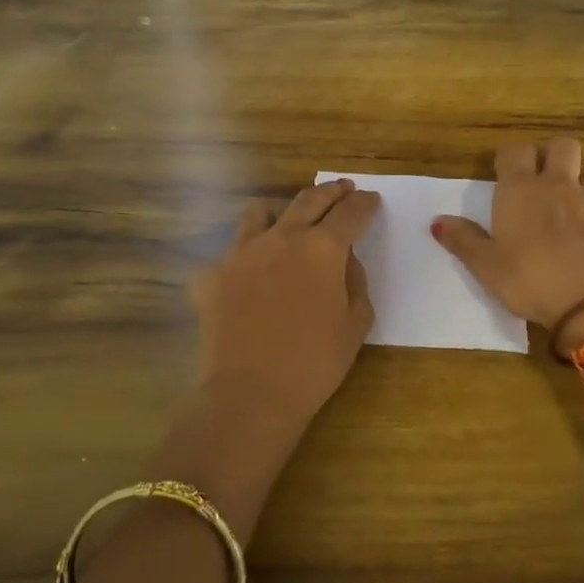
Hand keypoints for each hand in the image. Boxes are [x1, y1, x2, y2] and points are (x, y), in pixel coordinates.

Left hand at [190, 178, 378, 431]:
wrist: (252, 394)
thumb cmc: (315, 362)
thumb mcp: (356, 323)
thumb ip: (355, 281)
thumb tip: (344, 260)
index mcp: (322, 248)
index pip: (350, 213)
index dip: (364, 204)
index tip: (371, 200)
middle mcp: (281, 238)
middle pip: (309, 200)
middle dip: (331, 192)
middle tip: (343, 188)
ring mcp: (241, 253)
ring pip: (261, 214)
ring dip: (281, 213)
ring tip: (288, 224)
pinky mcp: (212, 275)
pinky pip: (232, 254)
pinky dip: (246, 259)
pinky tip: (250, 279)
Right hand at [432, 138, 583, 351]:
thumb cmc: (530, 281)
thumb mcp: (487, 267)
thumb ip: (464, 241)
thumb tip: (438, 221)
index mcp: (522, 191)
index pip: (516, 151)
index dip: (510, 159)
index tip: (505, 175)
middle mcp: (562, 186)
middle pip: (563, 146)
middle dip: (553, 156)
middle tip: (542, 183)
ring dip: (580, 190)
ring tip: (570, 218)